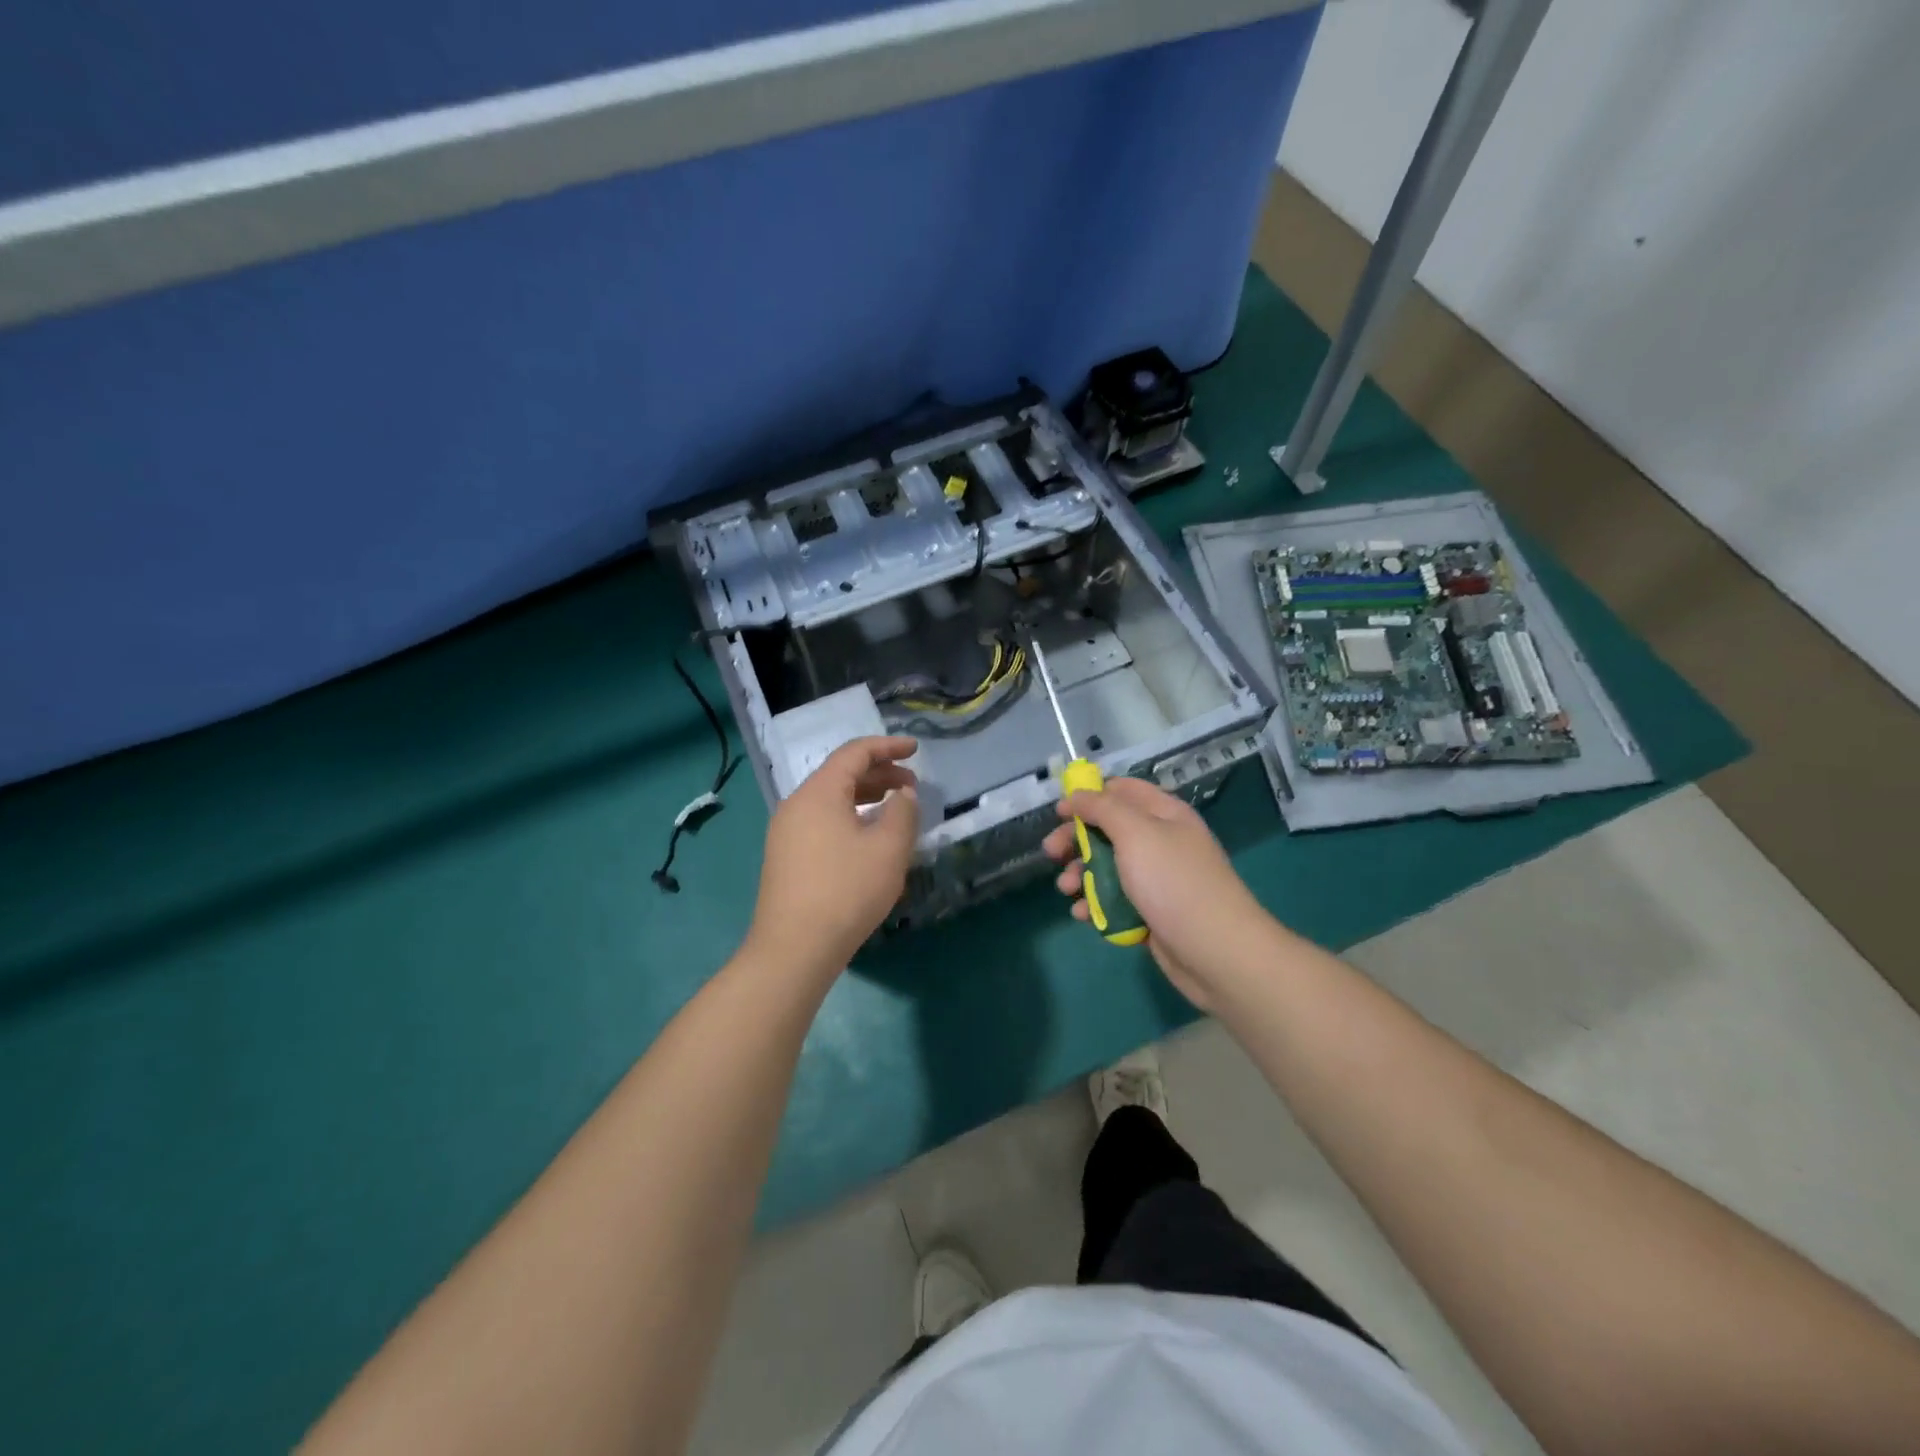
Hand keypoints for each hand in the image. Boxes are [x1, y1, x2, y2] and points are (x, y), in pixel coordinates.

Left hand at [746, 736, 919, 978]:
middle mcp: (796, 805)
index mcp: (818, 793)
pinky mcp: (785, 857)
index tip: (915, 750)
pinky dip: (849, 817)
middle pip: (840, 774)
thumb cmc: (846, 891)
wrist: (794, 948)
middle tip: (911, 786)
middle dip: (879, 773)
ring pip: (830, 800)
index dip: (887, 747)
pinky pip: (821, 821)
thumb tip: (902, 794)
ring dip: (864, 797)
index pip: (854, 754)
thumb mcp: (888, 849)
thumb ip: (903, 812)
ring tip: (894, 808)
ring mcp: (786, 832)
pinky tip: (867, 838)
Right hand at [1042, 777, 1267, 1010]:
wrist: (1216, 952)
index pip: (1122, 791)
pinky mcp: (1151, 912)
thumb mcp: (1136, 833)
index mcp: (1164, 814)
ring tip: (1066, 890)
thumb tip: (1078, 793)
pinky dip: (1095, 905)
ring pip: (1107, 867)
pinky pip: (1115, 901)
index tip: (1060, 812)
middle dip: (1077, 840)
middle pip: (1109, 830)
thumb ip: (1103, 808)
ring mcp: (1156, 879)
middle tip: (1051, 853)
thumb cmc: (1173, 883)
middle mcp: (1161, 841)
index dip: (1089, 796)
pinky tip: (1082, 916)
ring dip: (1080, 875)